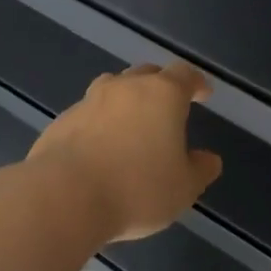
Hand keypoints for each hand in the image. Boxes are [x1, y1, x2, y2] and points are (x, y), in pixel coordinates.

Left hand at [28, 63, 223, 241]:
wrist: (65, 196)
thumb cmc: (137, 189)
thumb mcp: (183, 188)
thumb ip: (199, 170)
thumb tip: (209, 159)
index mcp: (161, 95)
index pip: (184, 75)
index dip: (195, 82)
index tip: (203, 93)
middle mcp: (125, 88)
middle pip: (147, 74)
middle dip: (161, 85)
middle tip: (168, 106)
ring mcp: (89, 101)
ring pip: (113, 87)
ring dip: (126, 99)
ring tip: (132, 122)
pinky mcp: (62, 120)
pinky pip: (88, 113)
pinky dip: (99, 122)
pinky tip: (100, 146)